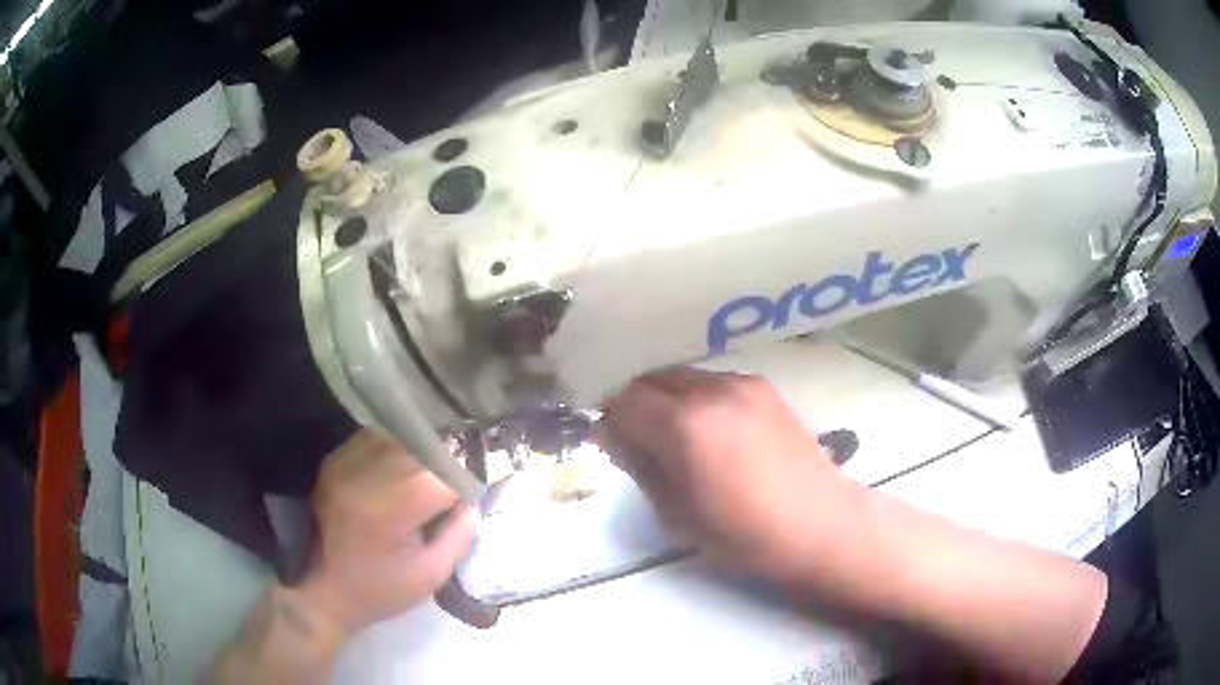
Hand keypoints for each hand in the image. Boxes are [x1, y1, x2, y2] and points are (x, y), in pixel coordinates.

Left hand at [297, 429, 476, 635]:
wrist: (323, 590)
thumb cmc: (380, 590)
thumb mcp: (432, 574)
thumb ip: (461, 533)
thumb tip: (476, 498)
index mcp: (389, 509)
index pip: (443, 476)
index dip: (467, 482)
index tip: (479, 494)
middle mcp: (364, 475)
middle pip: (422, 450)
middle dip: (447, 465)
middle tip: (457, 487)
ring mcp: (345, 463)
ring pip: (400, 438)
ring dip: (423, 454)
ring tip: (431, 478)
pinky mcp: (335, 459)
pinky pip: (376, 439)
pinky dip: (397, 449)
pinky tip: (403, 470)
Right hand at [597, 367, 858, 580]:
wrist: (819, 523)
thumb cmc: (744, 534)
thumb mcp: (677, 513)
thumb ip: (639, 466)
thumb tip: (611, 436)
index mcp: (685, 425)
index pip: (625, 401)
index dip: (610, 420)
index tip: (611, 444)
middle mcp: (711, 390)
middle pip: (652, 379)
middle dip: (636, 404)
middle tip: (639, 440)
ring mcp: (742, 383)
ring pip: (683, 375)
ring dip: (667, 398)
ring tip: (678, 436)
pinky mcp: (764, 387)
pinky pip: (714, 381)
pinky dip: (698, 397)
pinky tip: (713, 430)